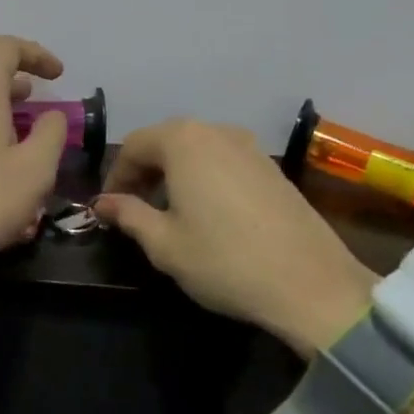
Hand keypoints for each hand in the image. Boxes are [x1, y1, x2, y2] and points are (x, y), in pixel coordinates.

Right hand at [92, 119, 376, 353]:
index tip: (108, 207)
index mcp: (184, 141)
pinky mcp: (272, 166)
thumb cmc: (224, 260)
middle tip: (134, 207)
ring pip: (197, 149)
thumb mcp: (164, 243)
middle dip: (145, 171)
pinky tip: (208, 211)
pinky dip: (205, 176)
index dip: (116, 175)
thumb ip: (128, 215)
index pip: (134, 145)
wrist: (310, 283)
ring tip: (169, 210)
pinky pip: (224, 160)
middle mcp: (216, 131)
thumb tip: (102, 202)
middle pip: (166, 140)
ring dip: (175, 172)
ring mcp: (250, 145)